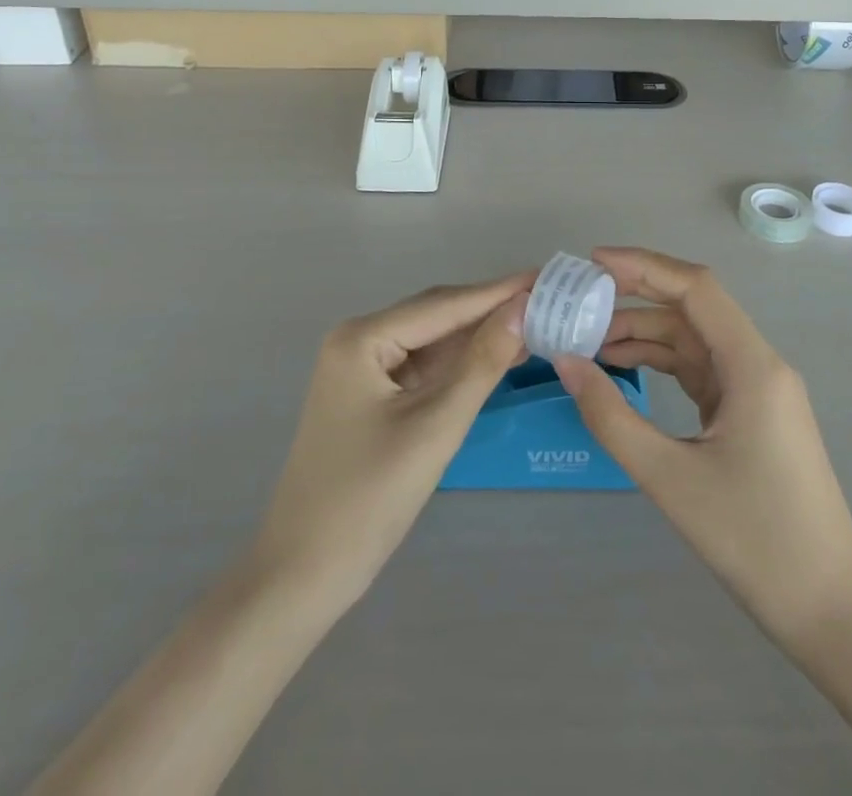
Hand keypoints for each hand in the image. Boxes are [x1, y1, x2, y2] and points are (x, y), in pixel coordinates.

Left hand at [250, 273, 530, 608]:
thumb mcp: (435, 426)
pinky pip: (424, 367)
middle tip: (548, 300)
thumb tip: (522, 308)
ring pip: (432, 341)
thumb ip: (481, 364)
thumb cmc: (368, 499)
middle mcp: (358, 341)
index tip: (545, 276)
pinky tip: (497, 358)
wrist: (303, 575)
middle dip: (490, 309)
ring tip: (535, 324)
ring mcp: (362, 369)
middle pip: (437, 315)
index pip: (443, 304)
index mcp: (362, 338)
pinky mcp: (371, 397)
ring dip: (479, 336)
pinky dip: (460, 364)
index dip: (498, 291)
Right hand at [554, 248, 851, 644]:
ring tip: (588, 342)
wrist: (828, 609)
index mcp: (751, 365)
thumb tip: (566, 362)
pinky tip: (623, 371)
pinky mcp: (750, 413)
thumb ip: (611, 416)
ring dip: (644, 336)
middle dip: (634, 300)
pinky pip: (700, 370)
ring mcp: (757, 389)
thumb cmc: (753, 540)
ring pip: (693, 341)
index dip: (643, 265)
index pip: (695, 287)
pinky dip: (661, 365)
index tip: (593, 262)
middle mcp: (759, 364)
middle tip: (579, 303)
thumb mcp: (669, 478)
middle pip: (692, 309)